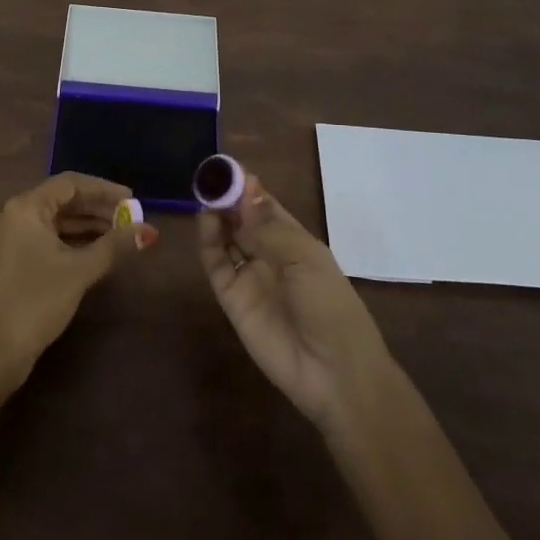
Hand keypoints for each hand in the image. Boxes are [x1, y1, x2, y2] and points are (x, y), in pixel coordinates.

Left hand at [0, 172, 157, 391]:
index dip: (104, 190)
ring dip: (87, 226)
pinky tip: (96, 252)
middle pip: (62, 200)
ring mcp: (10, 239)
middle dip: (98, 209)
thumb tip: (149, 231)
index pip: (70, 184)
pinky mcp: (11, 261)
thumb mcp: (79, 271)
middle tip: (131, 220)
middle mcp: (14, 215)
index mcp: (25, 207)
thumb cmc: (35, 302)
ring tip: (120, 236)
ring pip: (55, 221)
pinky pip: (47, 239)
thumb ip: (114, 246)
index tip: (133, 201)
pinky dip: (72, 242)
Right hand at [199, 173, 394, 433]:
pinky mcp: (232, 299)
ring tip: (206, 196)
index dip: (247, 187)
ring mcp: (250, 276)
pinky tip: (206, 221)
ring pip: (226, 238)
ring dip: (216, 216)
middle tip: (209, 178)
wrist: (333, 373)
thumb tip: (246, 186)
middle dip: (227, 198)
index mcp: (295, 241)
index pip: (264, 206)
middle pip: (242, 219)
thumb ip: (268, 225)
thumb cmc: (330, 305)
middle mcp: (270, 255)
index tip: (227, 167)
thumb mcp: (305, 258)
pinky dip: (208, 242)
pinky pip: (217, 265)